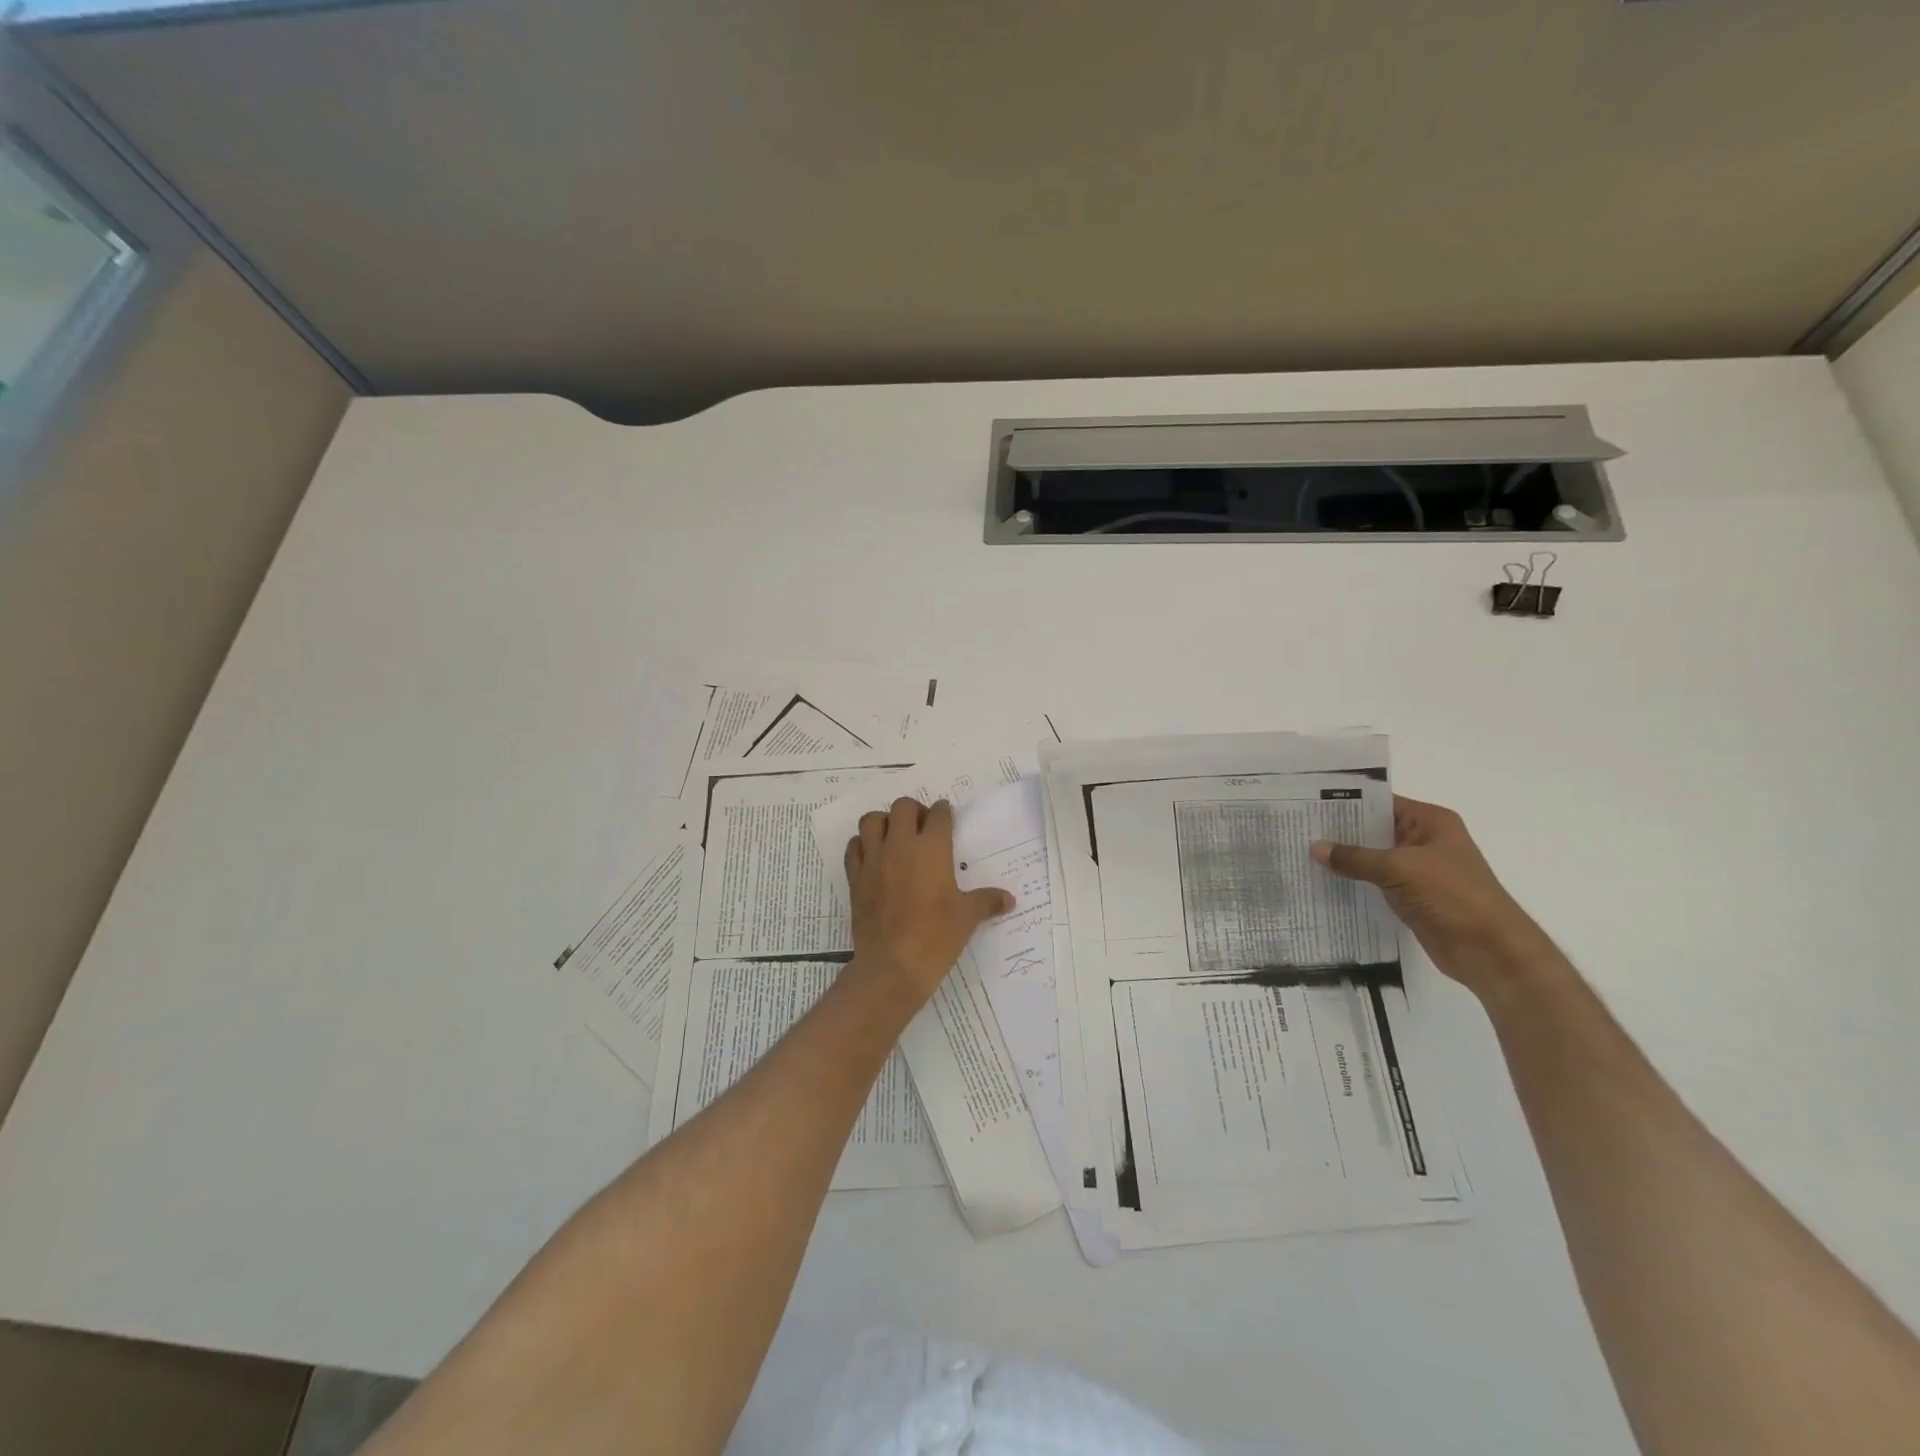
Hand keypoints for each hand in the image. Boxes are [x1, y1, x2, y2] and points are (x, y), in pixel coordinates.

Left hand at [844, 797, 1014, 1007]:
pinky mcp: (855, 878)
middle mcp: (900, 845)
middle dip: (915, 811)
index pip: (938, 815)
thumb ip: (987, 901)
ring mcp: (874, 860)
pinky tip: (873, 857)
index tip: (947, 818)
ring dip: (884, 822)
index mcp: (932, 849)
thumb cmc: (936, 937)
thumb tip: (1009, 899)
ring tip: (895, 837)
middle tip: (923, 828)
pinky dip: (862, 845)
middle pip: (903, 807)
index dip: (944, 812)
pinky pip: (854, 848)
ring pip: (872, 820)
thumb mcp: (967, 918)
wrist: (892, 966)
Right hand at [1312, 796, 1550, 996]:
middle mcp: (1424, 841)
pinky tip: (1324, 882)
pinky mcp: (1412, 896)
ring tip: (1302, 854)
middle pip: (1374, 830)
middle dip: (1340, 833)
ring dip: (1345, 860)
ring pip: (1373, 858)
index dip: (1347, 803)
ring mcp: (1418, 870)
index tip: (1309, 804)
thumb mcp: (1399, 869)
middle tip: (1298, 830)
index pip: (1381, 803)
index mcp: (1430, 822)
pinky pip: (1376, 882)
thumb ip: (1355, 857)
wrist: (1490, 950)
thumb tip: (1314, 848)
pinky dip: (1354, 882)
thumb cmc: (1452, 895)